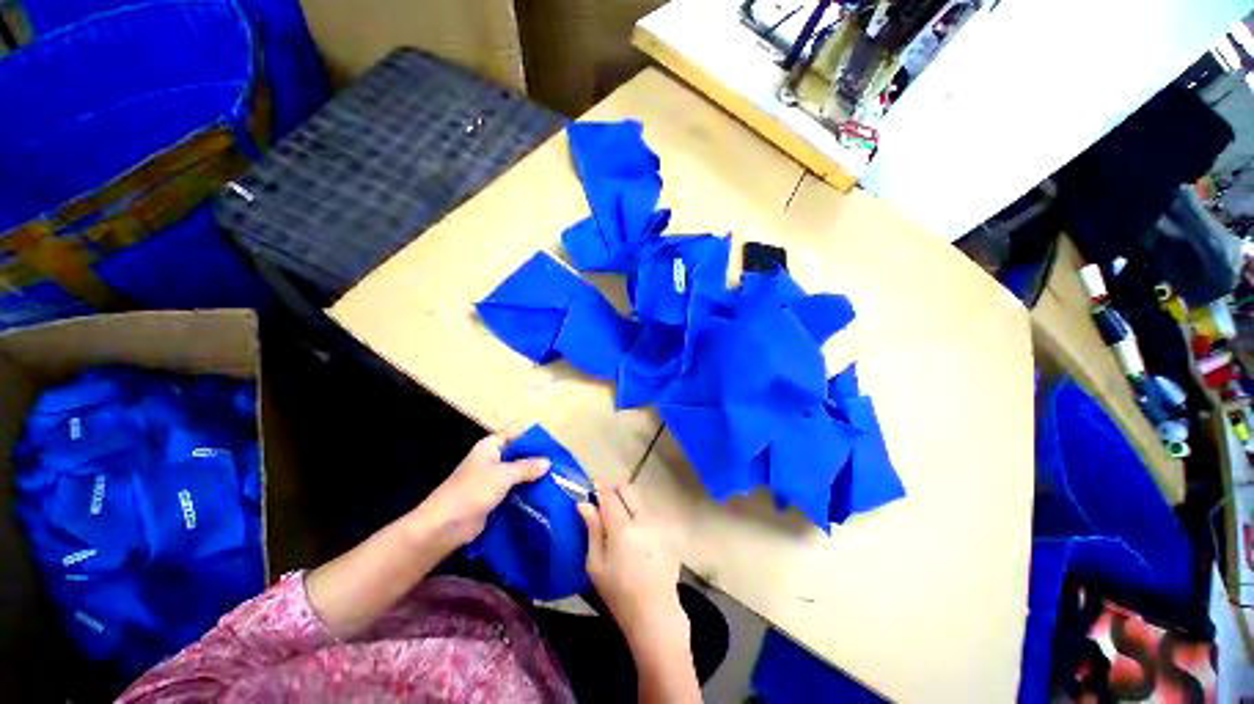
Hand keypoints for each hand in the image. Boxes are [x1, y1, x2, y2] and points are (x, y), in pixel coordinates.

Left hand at [414, 425, 549, 547]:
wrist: (442, 527)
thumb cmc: (471, 493)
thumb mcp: (502, 475)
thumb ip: (526, 467)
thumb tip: (548, 462)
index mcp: (491, 445)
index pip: (517, 431)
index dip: (534, 434)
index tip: (554, 442)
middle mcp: (493, 458)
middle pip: (520, 452)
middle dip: (538, 457)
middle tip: (561, 464)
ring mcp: (493, 478)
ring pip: (519, 472)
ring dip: (534, 476)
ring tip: (558, 480)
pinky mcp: (494, 497)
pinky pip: (515, 489)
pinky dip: (527, 491)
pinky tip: (544, 495)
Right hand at [578, 484, 688, 654]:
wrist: (655, 614)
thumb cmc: (619, 593)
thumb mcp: (596, 565)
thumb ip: (592, 530)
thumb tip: (584, 504)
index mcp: (622, 528)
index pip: (609, 495)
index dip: (599, 486)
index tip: (592, 484)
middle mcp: (643, 519)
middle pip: (628, 489)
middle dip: (615, 489)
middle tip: (605, 501)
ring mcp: (660, 524)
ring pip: (641, 500)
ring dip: (629, 503)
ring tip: (621, 522)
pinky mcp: (670, 532)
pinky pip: (652, 514)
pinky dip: (641, 516)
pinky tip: (638, 536)